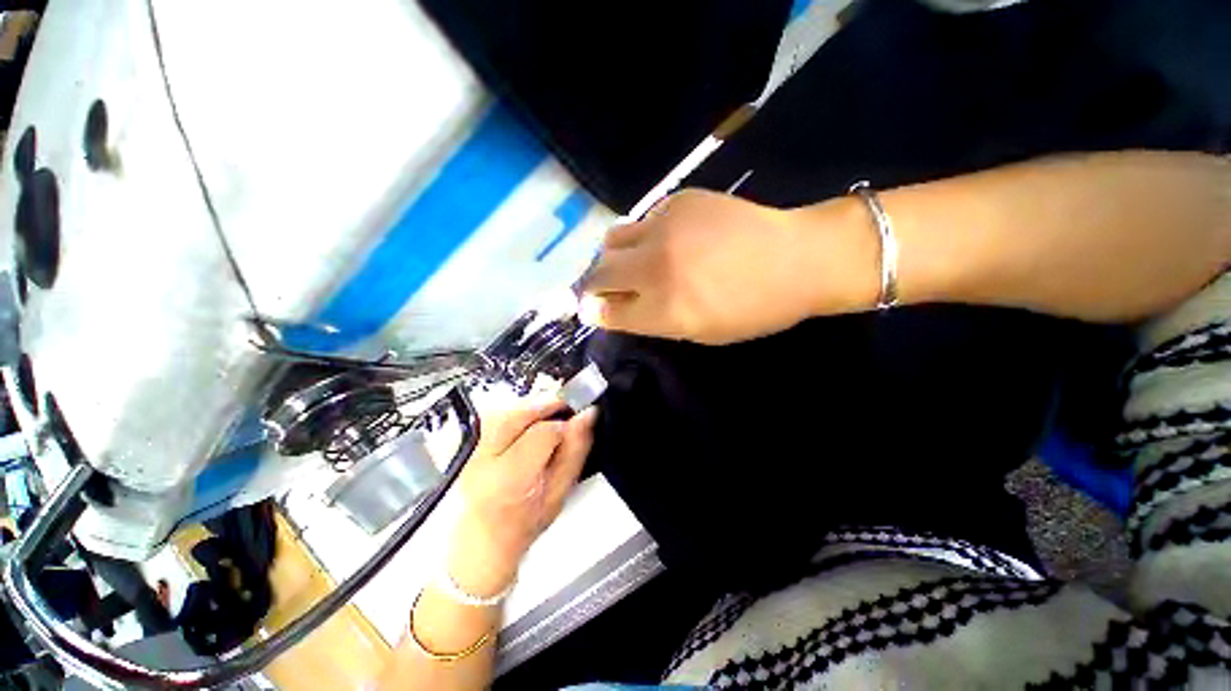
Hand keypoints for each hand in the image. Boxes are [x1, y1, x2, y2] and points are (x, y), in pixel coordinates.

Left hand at [447, 400, 596, 597]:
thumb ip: (575, 451)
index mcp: (509, 479)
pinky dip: (520, 413)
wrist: (480, 541)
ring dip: (534, 407)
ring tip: (549, 419)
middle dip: (549, 404)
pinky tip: (529, 425)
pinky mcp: (468, 440)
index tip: (578, 422)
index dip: (566, 423)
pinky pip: (498, 413)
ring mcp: (471, 448)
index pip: (543, 432)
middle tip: (567, 409)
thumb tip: (586, 416)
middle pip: (521, 412)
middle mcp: (483, 459)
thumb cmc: (524, 524)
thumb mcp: (559, 492)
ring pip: (509, 408)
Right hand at [580, 189, 878, 344]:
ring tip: (630, 262)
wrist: (796, 259)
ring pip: (611, 240)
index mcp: (664, 310)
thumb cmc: (753, 309)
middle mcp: (655, 268)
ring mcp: (664, 229)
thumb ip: (653, 321)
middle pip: (598, 274)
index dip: (595, 312)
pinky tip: (665, 241)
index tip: (592, 310)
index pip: (606, 312)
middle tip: (605, 288)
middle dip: (594, 285)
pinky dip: (643, 236)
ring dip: (613, 256)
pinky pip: (642, 221)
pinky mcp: (677, 201)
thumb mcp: (700, 332)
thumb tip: (617, 309)